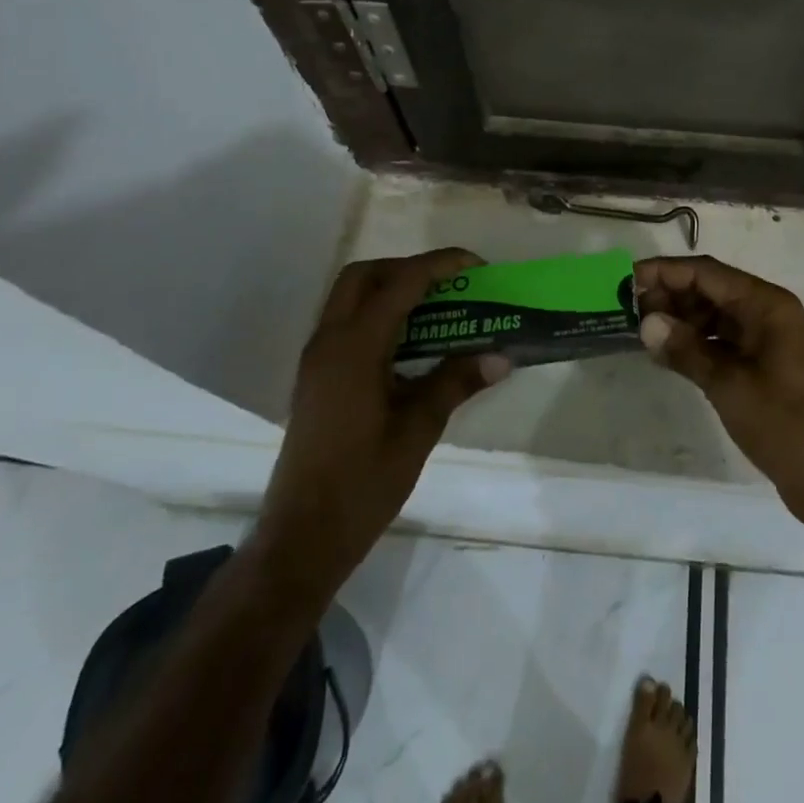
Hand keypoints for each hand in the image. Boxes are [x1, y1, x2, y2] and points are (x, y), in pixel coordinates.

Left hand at [248, 249, 511, 600]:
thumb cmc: (363, 484)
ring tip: (436, 308)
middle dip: (408, 268)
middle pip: (364, 276)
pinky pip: (346, 323)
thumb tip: (501, 356)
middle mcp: (329, 342)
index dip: (440, 265)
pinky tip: (410, 344)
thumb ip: (456, 383)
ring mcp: (317, 360)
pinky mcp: (315, 377)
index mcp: (354, 348)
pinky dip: (378, 315)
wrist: (302, 537)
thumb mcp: (418, 430)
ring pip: (350, 297)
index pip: (400, 283)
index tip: (476, 265)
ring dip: (391, 289)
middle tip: (449, 285)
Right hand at [634, 255, 803, 572]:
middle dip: (671, 295)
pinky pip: (725, 339)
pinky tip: (671, 353)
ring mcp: (770, 339)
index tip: (628, 279)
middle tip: (629, 310)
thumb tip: (646, 323)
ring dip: (682, 319)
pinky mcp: (766, 364)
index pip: (708, 273)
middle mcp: (770, 312)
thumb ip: (686, 350)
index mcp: (768, 305)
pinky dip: (698, 342)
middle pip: (712, 289)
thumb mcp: (729, 385)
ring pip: (717, 314)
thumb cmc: (784, 424)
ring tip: (644, 332)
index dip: (666, 272)